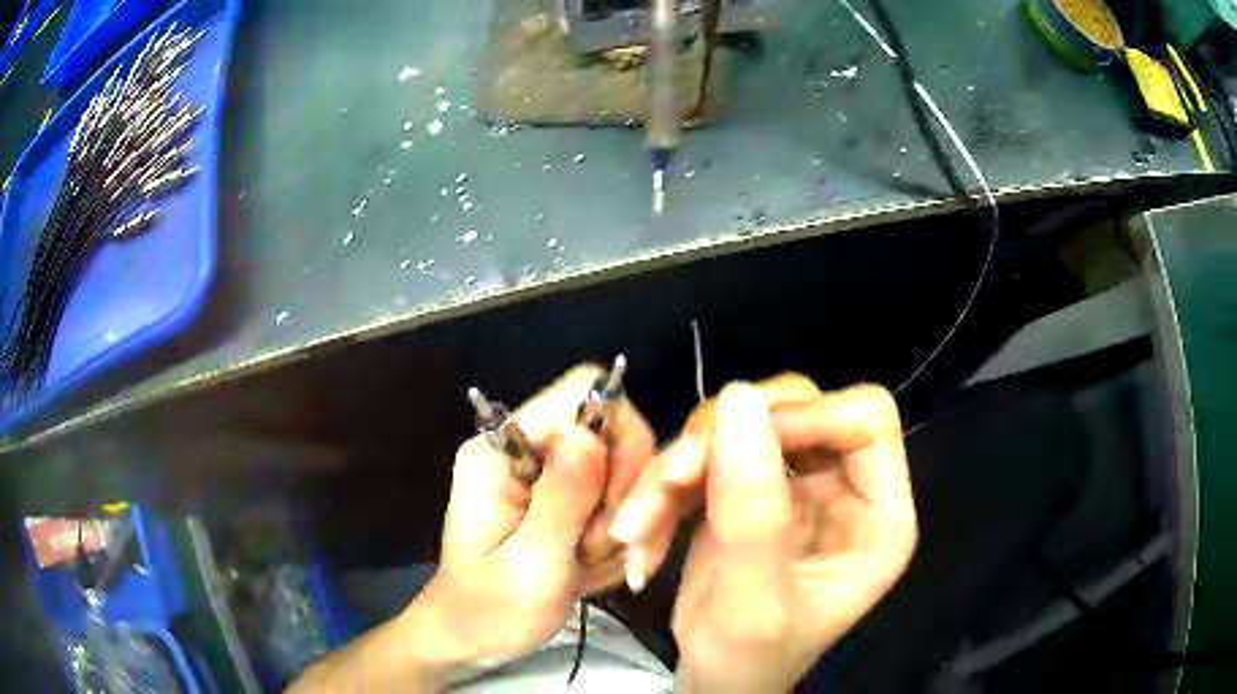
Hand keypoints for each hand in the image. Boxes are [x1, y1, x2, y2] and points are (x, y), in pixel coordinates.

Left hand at [290, 365, 654, 692]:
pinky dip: (620, 537)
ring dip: (626, 523)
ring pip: (624, 469)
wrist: (472, 637)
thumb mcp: (530, 565)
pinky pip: (618, 499)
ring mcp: (545, 471)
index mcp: (501, 450)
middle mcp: (526, 446)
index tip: (620, 510)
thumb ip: (561, 499)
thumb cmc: (489, 611)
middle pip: (615, 432)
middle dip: (626, 495)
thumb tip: (591, 432)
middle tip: (611, 548)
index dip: (620, 441)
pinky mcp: (563, 495)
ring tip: (594, 568)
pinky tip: (595, 568)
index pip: (583, 393)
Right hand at [611, 380, 917, 692]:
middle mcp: (846, 488)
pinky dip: (665, 486)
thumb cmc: (749, 659)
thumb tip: (738, 398)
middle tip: (669, 483)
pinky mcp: (753, 489)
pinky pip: (708, 454)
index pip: (865, 418)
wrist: (715, 679)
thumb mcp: (752, 601)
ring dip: (679, 467)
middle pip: (796, 407)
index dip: (804, 416)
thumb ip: (751, 510)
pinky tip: (639, 533)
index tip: (733, 449)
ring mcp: (798, 485)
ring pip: (741, 425)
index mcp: (879, 515)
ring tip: (634, 526)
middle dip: (722, 441)